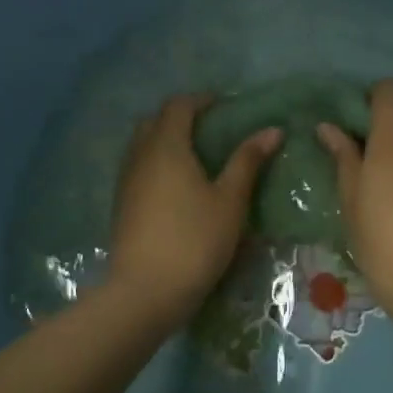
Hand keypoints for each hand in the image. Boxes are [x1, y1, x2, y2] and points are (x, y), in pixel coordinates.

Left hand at [108, 93, 282, 327]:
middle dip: (180, 117)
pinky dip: (155, 164)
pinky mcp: (121, 204)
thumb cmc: (194, 240)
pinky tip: (176, 188)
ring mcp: (126, 180)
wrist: (144, 292)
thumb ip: (247, 161)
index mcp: (167, 145)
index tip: (224, 106)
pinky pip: (137, 168)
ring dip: (165, 140)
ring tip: (195, 158)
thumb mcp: (230, 201)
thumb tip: (272, 130)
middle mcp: (141, 155)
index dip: (200, 100)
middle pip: (155, 120)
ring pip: (142, 145)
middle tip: (209, 130)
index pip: (178, 105)